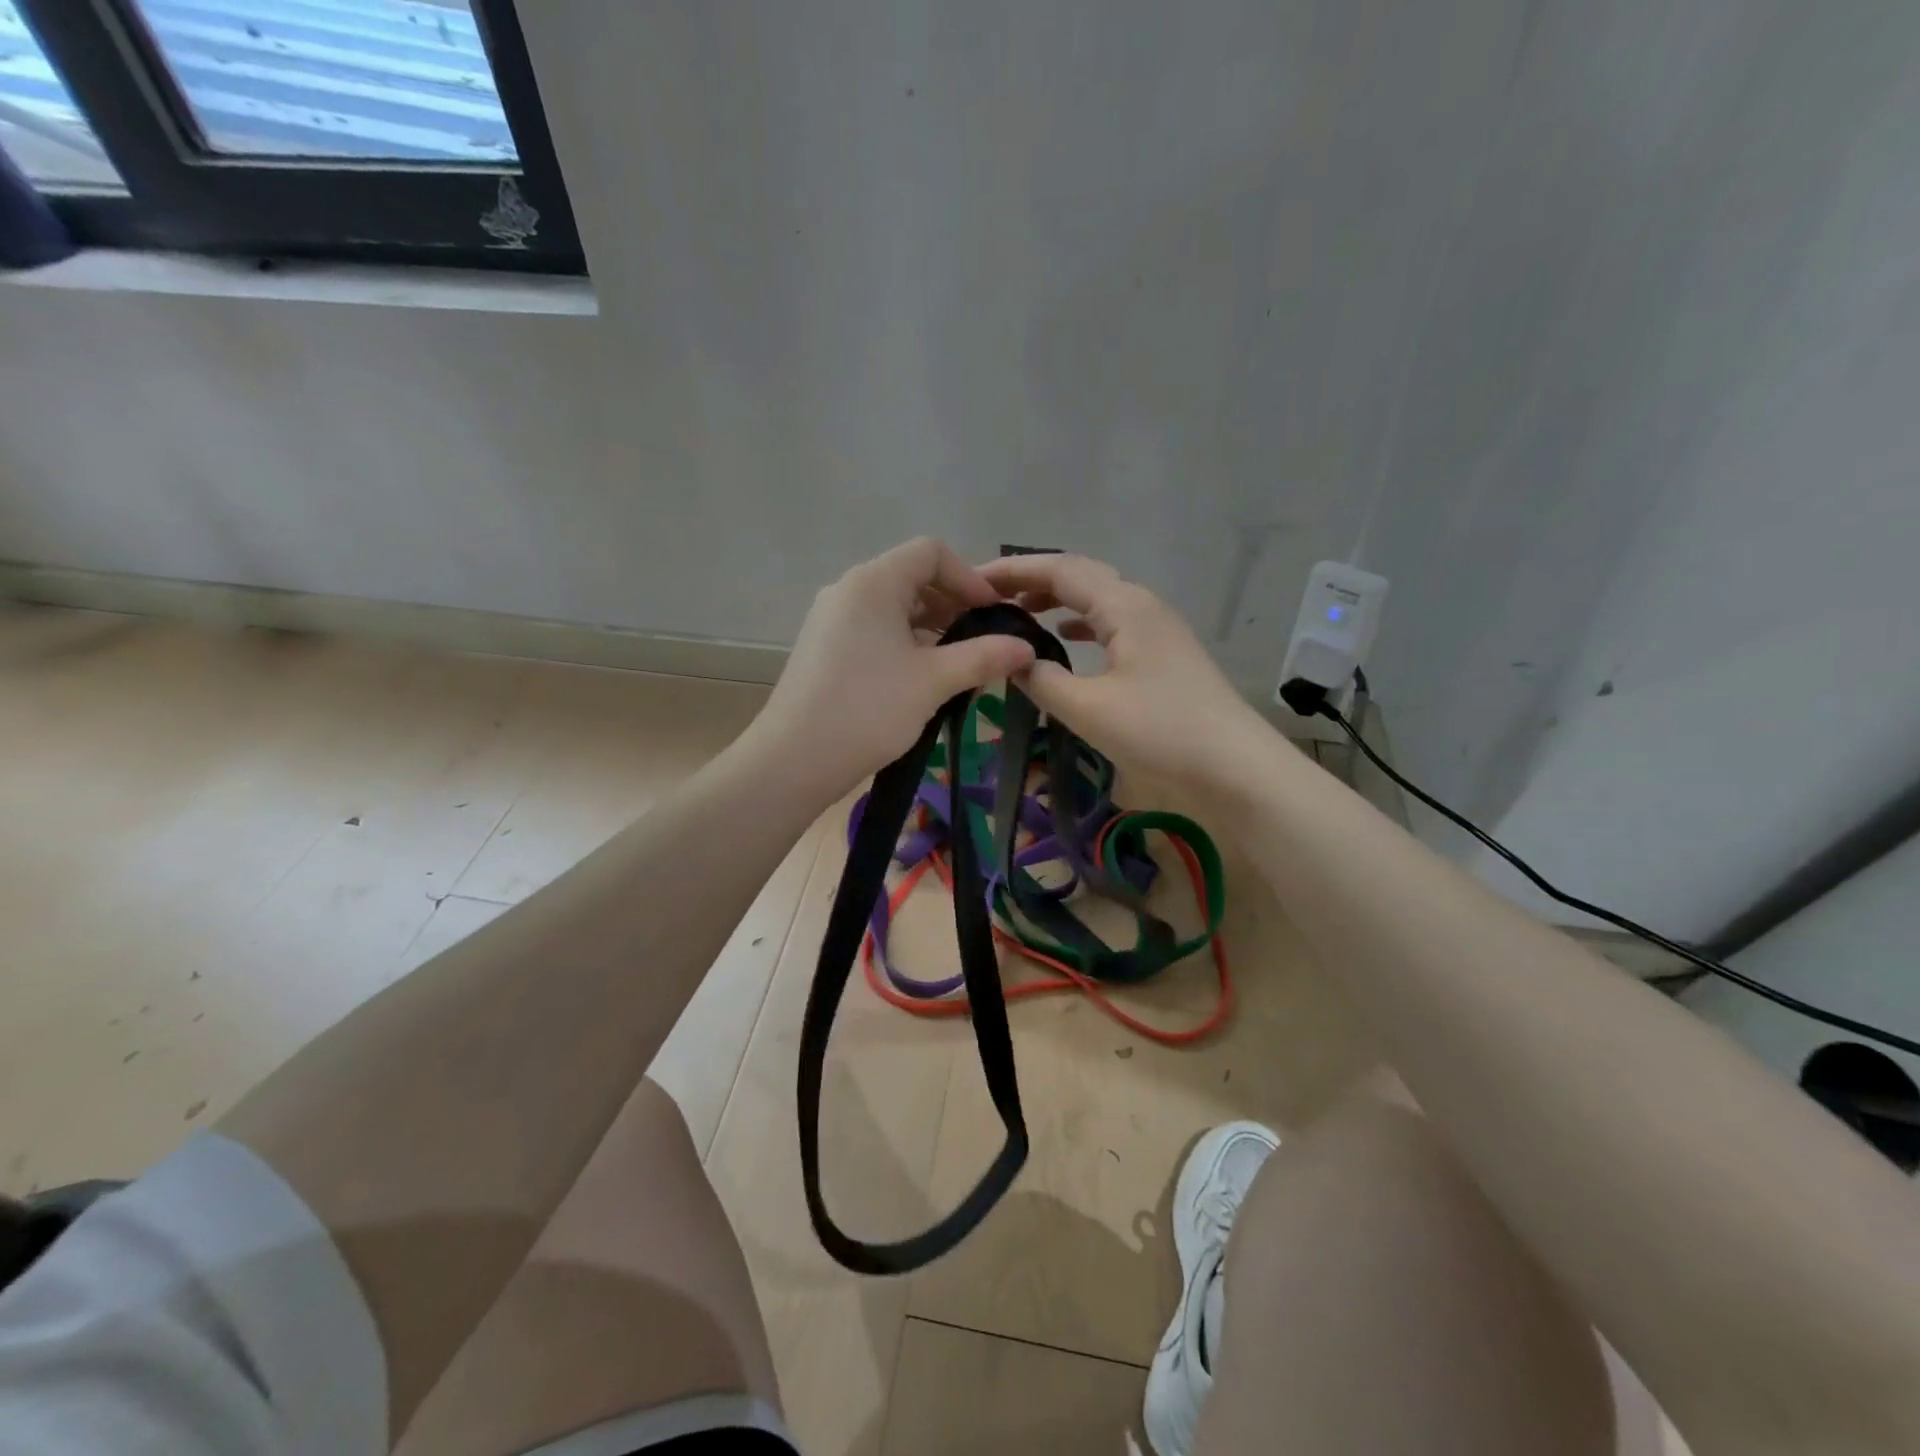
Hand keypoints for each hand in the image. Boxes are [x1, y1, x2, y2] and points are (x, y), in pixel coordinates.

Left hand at [754, 538, 1037, 794]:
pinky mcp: (824, 648)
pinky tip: (923, 680)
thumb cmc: (867, 710)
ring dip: (932, 629)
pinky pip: (874, 631)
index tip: (994, 615)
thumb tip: (1026, 648)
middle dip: (953, 605)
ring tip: (961, 665)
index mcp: (873, 583)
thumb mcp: (933, 681)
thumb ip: (983, 657)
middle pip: (911, 578)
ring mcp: (831, 620)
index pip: (930, 552)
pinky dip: (905, 644)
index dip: (969, 577)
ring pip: (893, 608)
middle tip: (984, 642)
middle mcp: (848, 590)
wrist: (793, 760)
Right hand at [979, 554, 1268, 788]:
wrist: (1234, 766)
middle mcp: (1142, 604)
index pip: (1059, 570)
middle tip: (989, 596)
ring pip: (1097, 599)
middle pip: (1080, 576)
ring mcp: (1157, 628)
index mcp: (1123, 605)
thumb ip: (1043, 680)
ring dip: (1057, 601)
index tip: (971, 579)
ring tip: (1019, 613)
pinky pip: (1113, 623)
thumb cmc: (1160, 731)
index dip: (1013, 570)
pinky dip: (1081, 624)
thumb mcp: (1089, 708)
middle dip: (1032, 580)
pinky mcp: (1164, 653)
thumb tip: (1015, 660)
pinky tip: (1065, 640)